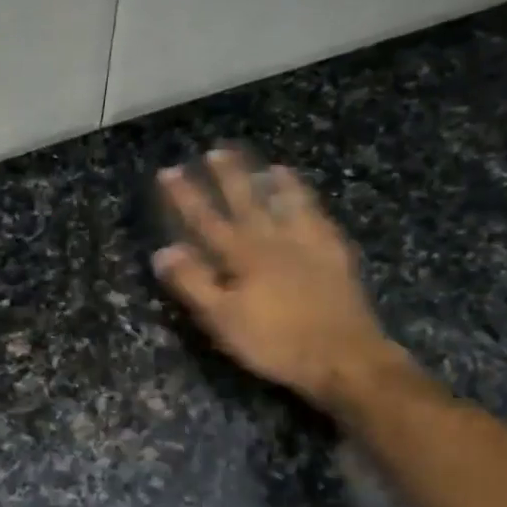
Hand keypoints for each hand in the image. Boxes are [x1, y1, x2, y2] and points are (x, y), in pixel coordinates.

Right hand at [152, 149, 400, 410]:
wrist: (342, 356)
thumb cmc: (274, 342)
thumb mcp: (223, 319)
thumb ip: (193, 283)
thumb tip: (163, 251)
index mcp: (242, 256)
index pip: (206, 220)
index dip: (186, 196)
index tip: (169, 171)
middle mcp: (274, 240)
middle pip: (247, 201)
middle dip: (229, 176)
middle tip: (218, 150)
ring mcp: (309, 245)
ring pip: (289, 204)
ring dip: (275, 184)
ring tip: (270, 164)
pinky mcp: (335, 257)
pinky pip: (320, 220)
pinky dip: (311, 205)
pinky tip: (311, 202)